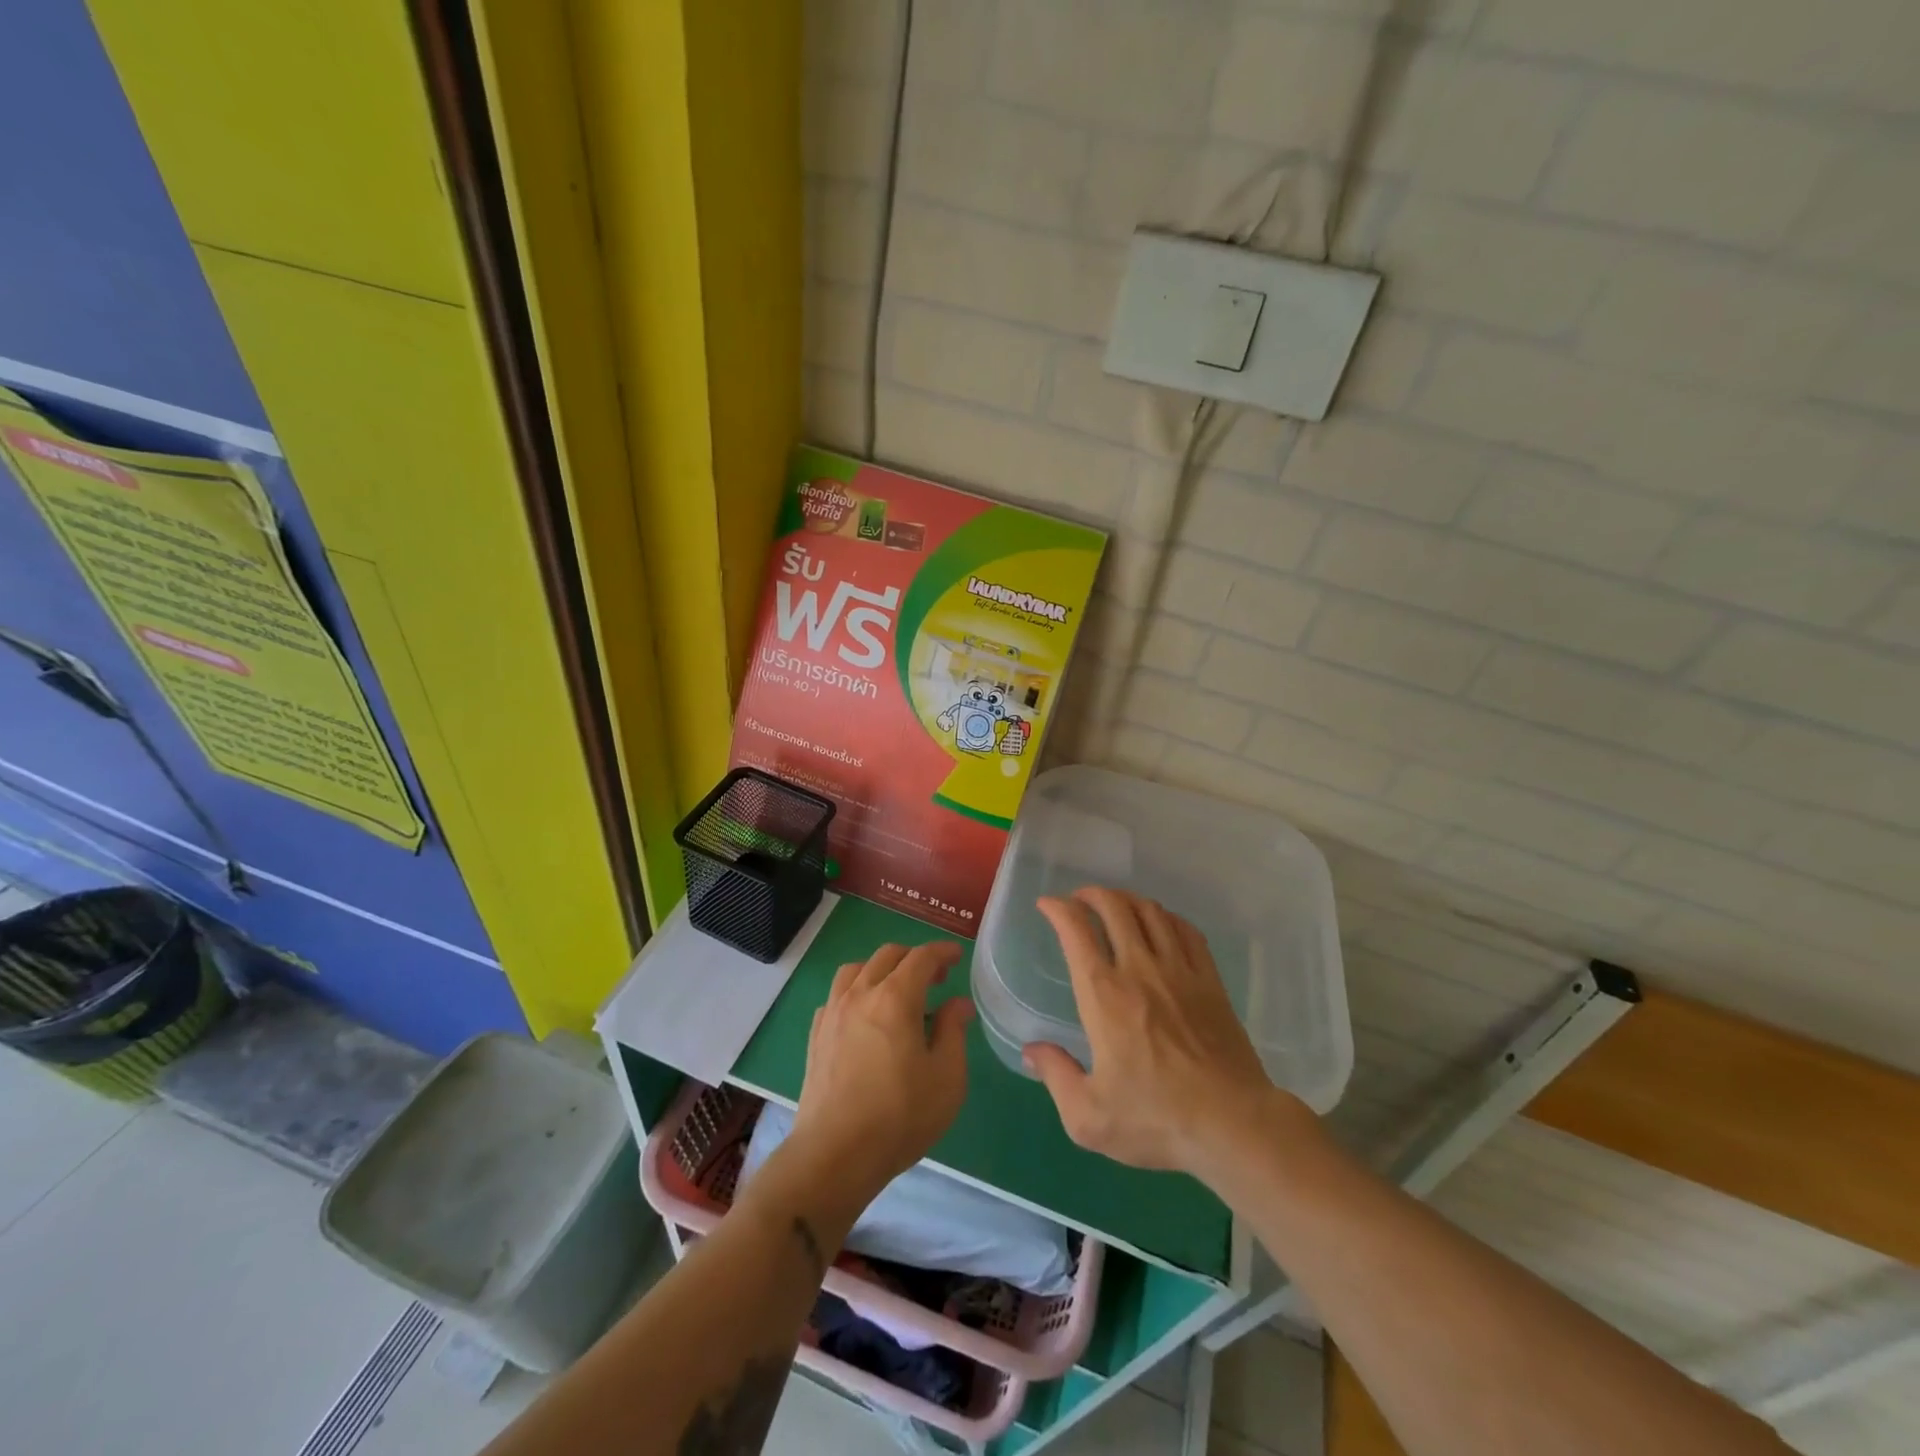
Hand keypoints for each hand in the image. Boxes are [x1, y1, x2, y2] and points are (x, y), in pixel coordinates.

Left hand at [789, 942, 973, 1199]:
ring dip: (881, 969)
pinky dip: (856, 992)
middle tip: (935, 978)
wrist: (835, 1154)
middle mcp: (860, 994)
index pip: (921, 957)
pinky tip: (865, 1016)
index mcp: (895, 998)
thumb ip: (953, 1031)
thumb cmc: (900, 1115)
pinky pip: (837, 995)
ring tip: (896, 991)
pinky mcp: (816, 1035)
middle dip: (914, 958)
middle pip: (887, 956)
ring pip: (856, 969)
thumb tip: (958, 1004)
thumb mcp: (946, 1077)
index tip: (956, 957)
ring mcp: (833, 1013)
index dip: (942, 952)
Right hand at [1026, 887, 1300, 1175]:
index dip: (1057, 909)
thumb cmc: (1156, 1119)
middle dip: (1091, 894)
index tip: (1047, 905)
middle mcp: (1139, 969)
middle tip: (1079, 900)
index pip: (1076, 930)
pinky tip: (1160, 923)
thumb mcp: (1088, 1116)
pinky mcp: (1210, 980)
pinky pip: (1186, 930)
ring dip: (1127, 899)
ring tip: (1116, 905)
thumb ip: (1055, 1076)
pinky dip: (1166, 916)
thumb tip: (1031, 1051)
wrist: (1233, 1124)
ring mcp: (1179, 970)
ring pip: (1151, 912)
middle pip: (1114, 907)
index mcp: (1104, 994)